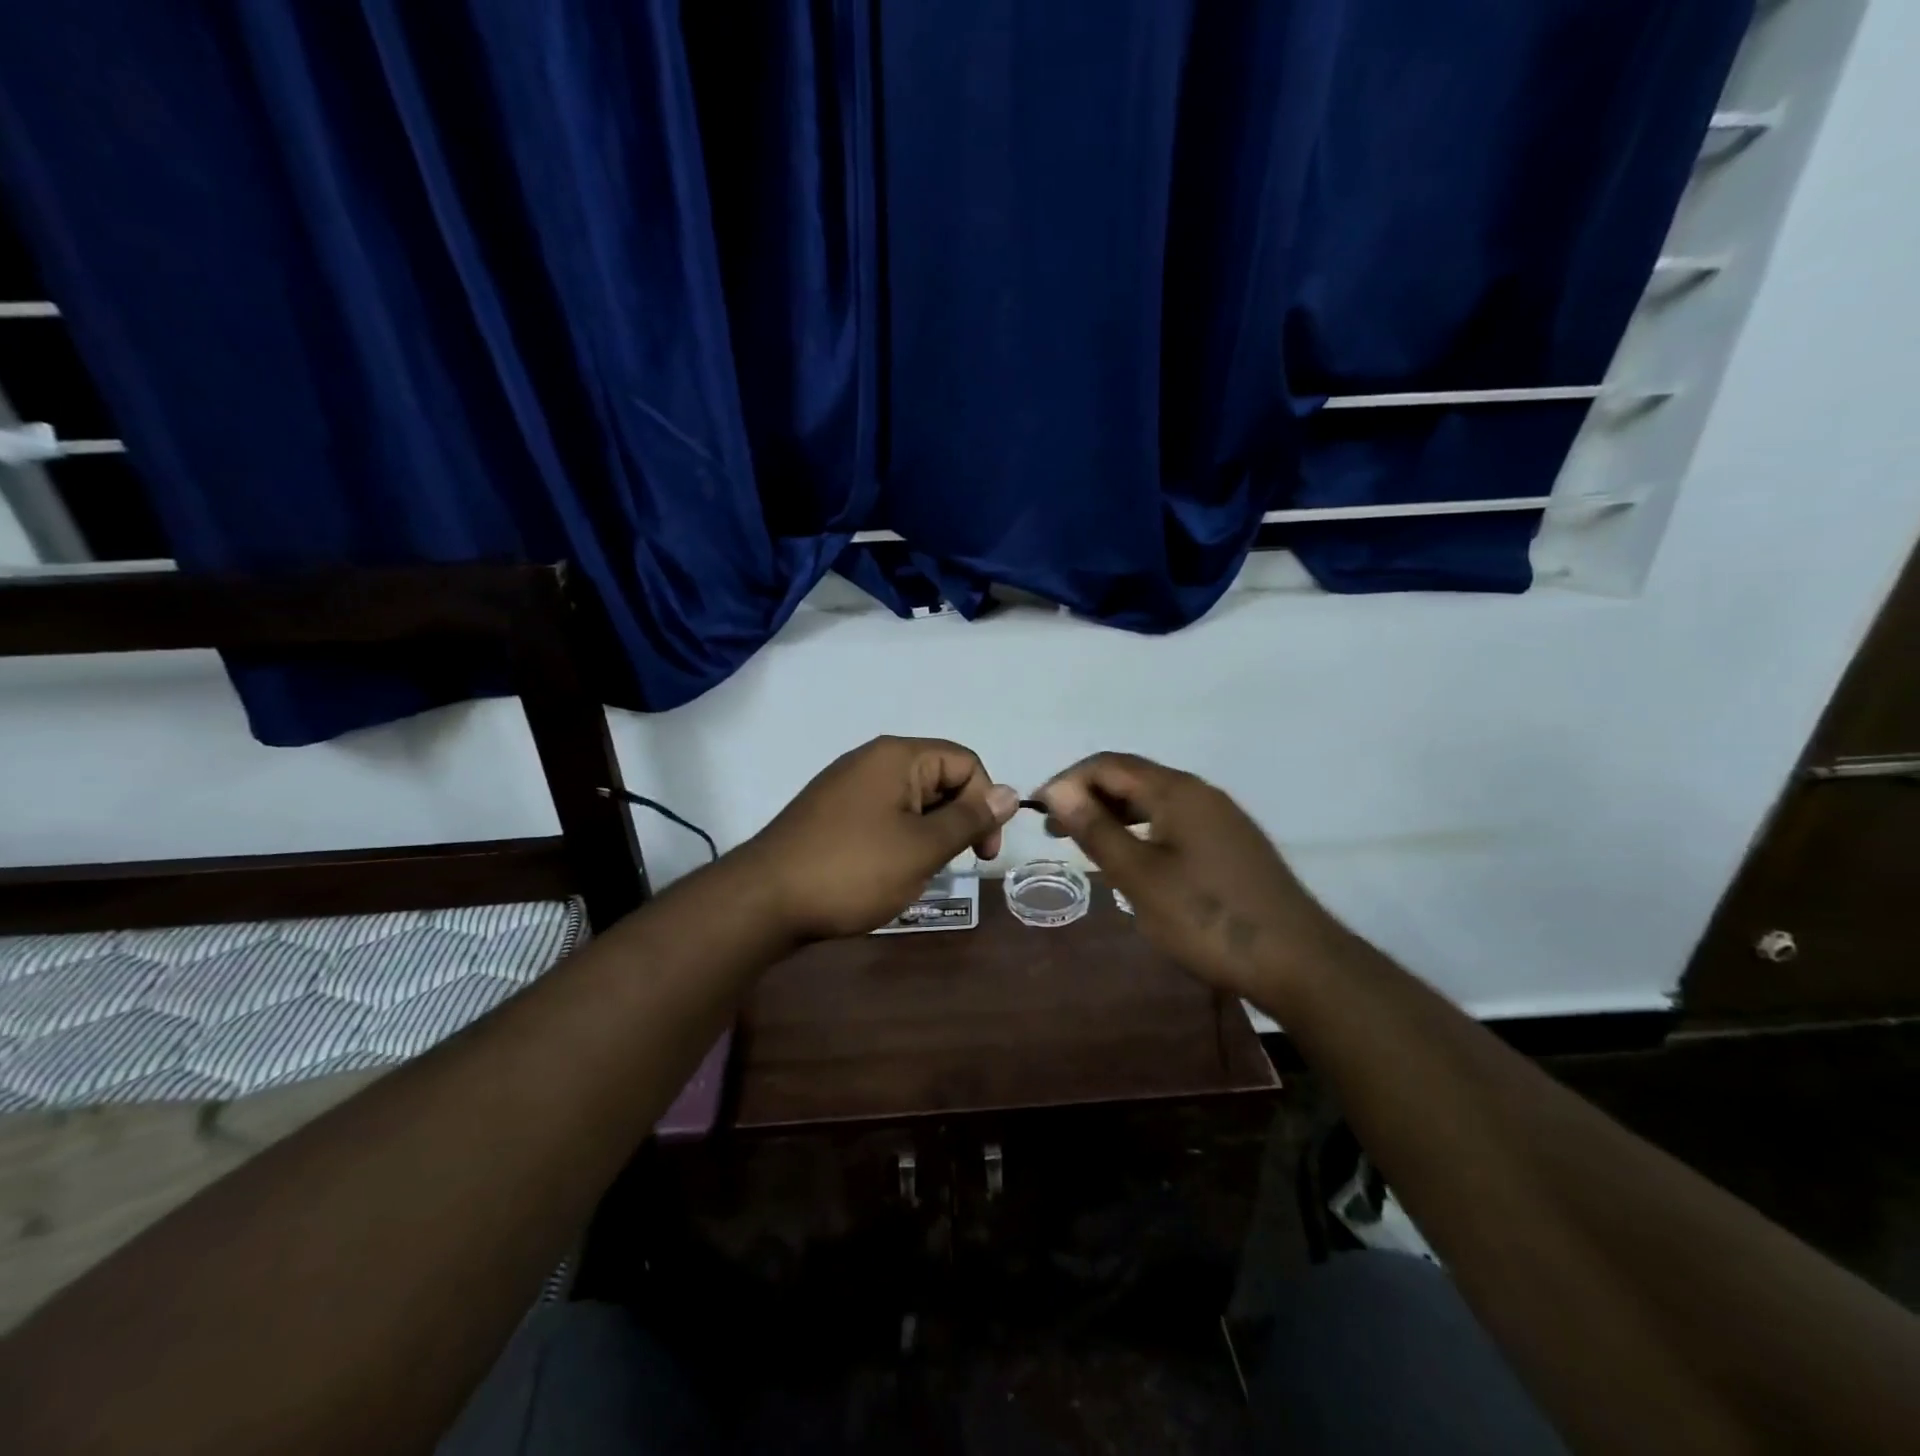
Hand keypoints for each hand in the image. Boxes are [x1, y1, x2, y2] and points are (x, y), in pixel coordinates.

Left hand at [745, 736, 1019, 941]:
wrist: (764, 901)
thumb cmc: (853, 869)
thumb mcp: (922, 848)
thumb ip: (969, 819)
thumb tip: (1010, 792)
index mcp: (898, 756)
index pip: (965, 762)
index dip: (985, 803)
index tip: (981, 853)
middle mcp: (872, 760)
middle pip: (939, 778)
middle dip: (956, 821)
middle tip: (949, 866)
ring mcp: (847, 786)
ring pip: (911, 802)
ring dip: (927, 835)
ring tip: (916, 873)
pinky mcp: (831, 813)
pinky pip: (882, 815)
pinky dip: (898, 840)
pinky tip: (887, 873)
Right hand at [1038, 752, 1341, 1003]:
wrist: (1298, 961)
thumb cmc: (1208, 918)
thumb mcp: (1140, 877)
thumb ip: (1097, 830)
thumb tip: (1058, 790)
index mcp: (1177, 791)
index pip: (1109, 764)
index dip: (1068, 781)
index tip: (1038, 811)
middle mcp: (1200, 793)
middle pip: (1132, 777)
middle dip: (1088, 796)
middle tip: (1056, 831)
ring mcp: (1220, 817)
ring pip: (1153, 800)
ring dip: (1114, 814)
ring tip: (1085, 843)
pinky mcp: (1230, 843)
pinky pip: (1173, 820)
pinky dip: (1141, 830)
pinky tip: (1132, 859)